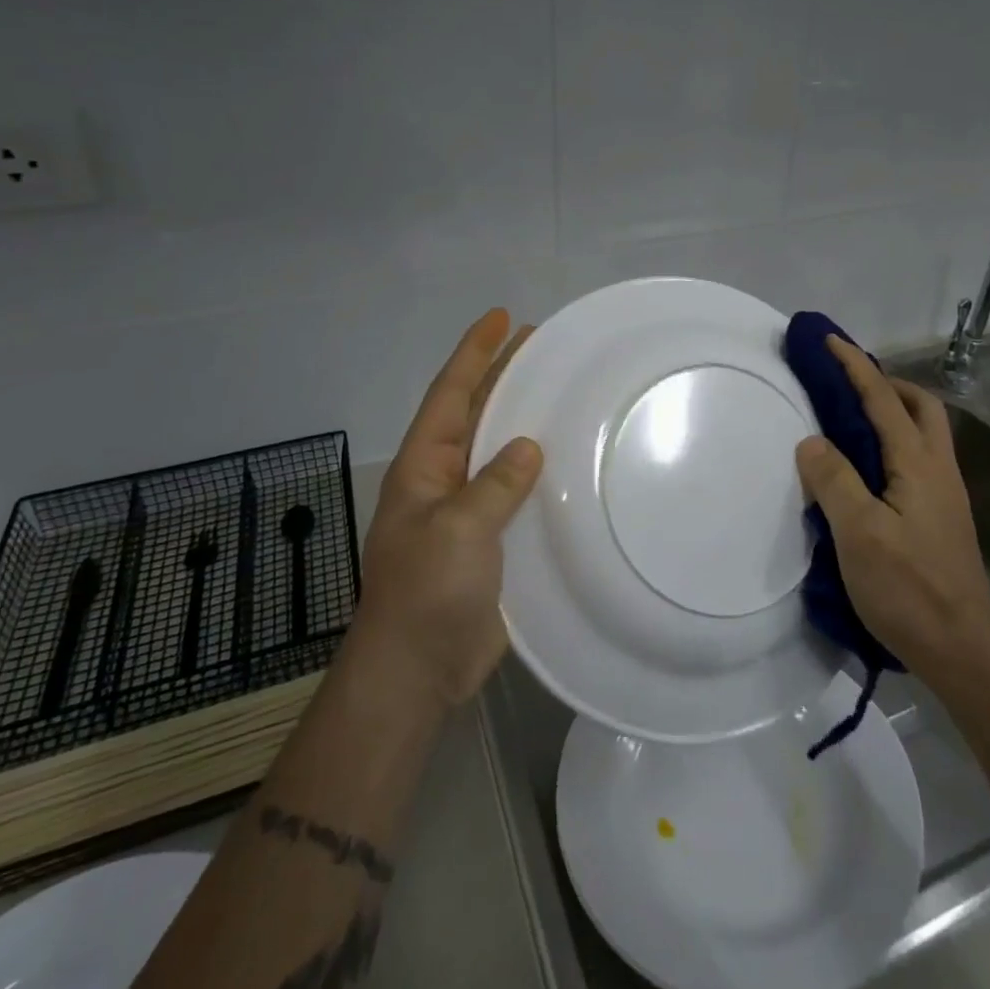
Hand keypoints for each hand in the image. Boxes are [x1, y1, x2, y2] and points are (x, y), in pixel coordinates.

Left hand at [351, 309, 542, 709]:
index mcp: (425, 466)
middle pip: (476, 413)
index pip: (450, 394)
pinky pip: (520, 493)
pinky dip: (542, 472)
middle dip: (503, 375)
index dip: (475, 353)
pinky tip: (572, 462)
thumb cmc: (427, 592)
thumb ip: (494, 484)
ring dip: (525, 419)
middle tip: (541, 343)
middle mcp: (445, 479)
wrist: (418, 671)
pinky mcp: (495, 541)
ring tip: (561, 390)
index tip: (501, 317)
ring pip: (500, 451)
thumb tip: (529, 448)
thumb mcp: (457, 529)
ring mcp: (470, 511)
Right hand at [794, 335, 989, 688]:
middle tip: (847, 384)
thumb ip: (834, 480)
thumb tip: (812, 441)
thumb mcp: (859, 534)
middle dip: (886, 383)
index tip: (829, 340)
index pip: (883, 399)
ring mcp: (945, 494)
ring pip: (924, 432)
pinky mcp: (941, 517)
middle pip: (921, 406)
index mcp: (918, 463)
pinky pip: (917, 459)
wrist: (962, 649)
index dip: (855, 366)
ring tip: (851, 423)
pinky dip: (892, 443)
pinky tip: (867, 470)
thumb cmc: (908, 589)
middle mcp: (938, 469)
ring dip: (892, 412)